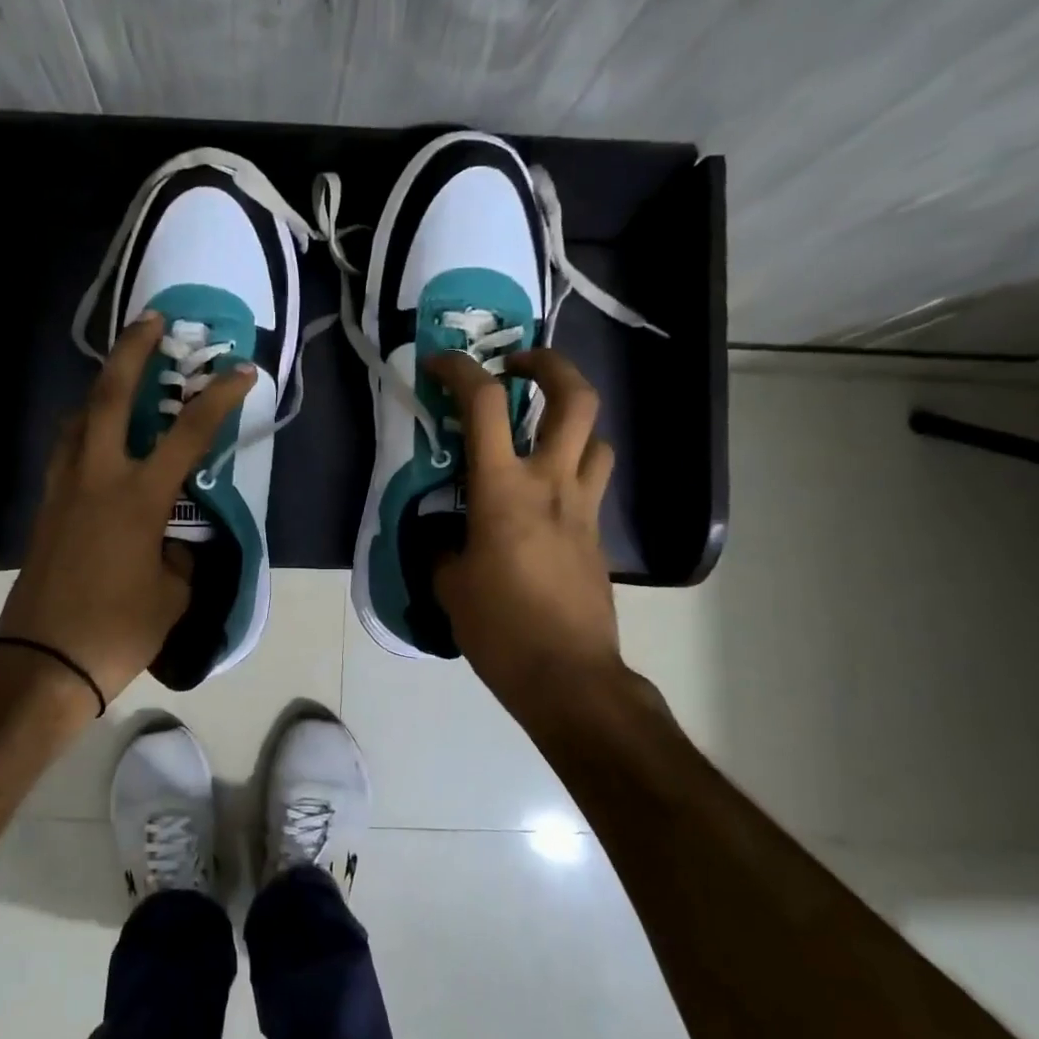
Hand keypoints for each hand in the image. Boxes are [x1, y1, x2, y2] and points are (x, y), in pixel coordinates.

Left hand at [0, 313, 255, 702]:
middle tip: (151, 321)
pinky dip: (83, 428)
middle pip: (110, 396)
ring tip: (120, 377)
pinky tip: (95, 438)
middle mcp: (97, 478)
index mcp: (138, 497)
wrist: (44, 662)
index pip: (188, 434)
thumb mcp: (172, 593)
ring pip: (77, 418)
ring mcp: (64, 489)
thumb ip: (179, 555)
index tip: (241, 371)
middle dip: (133, 351)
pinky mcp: (46, 508)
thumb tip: (174, 541)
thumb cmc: (118, 629)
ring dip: (101, 387)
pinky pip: (66, 450)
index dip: (218, 398)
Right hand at [425, 348, 624, 718]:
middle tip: (518, 366)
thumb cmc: (500, 628)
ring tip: (540, 433)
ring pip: (596, 437)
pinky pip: (593, 482)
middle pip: (574, 397)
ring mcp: (584, 507)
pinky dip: (572, 470)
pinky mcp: (598, 534)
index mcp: (503, 489)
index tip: (440, 363)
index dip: (460, 370)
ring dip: (570, 421)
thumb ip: (443, 547)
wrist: (567, 676)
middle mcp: (552, 483)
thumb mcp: (451, 585)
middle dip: (549, 365)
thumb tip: (445, 536)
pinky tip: (544, 497)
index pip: (485, 405)